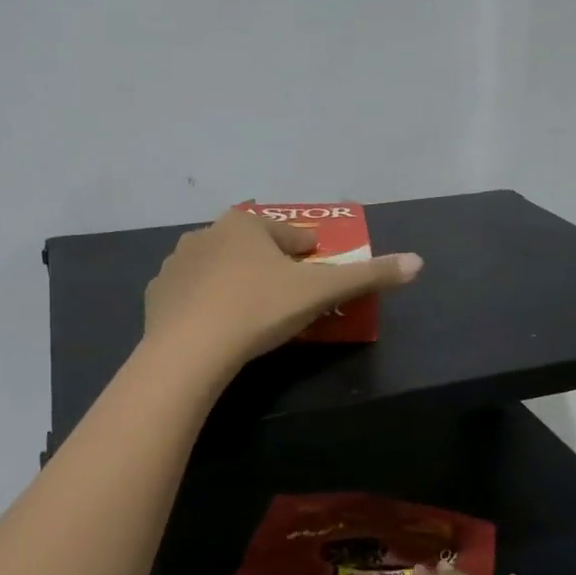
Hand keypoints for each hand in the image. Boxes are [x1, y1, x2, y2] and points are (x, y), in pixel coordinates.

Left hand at [142, 208, 420, 372]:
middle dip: (269, 263)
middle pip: (251, 246)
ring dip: (235, 279)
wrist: (190, 349)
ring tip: (249, 310)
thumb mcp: (320, 293)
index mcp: (246, 225)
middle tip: (286, 292)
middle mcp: (207, 234)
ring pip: (217, 267)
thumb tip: (418, 262)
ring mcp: (177, 264)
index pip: (289, 233)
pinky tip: (214, 325)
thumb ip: (368, 276)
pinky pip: (190, 293)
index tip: (315, 265)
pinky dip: (204, 302)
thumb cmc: (259, 309)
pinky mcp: (157, 295)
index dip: (308, 250)